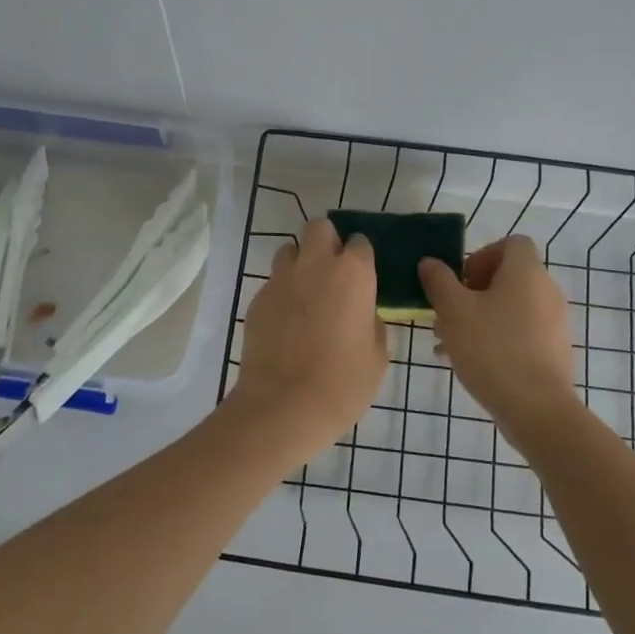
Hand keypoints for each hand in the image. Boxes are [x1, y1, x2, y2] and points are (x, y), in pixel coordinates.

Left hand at [231, 217, 387, 459]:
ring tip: (306, 294)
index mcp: (353, 273)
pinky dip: (282, 293)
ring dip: (300, 263)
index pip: (360, 242)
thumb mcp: (377, 356)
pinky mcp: (257, 299)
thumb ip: (372, 323)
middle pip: (318, 228)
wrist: (283, 406)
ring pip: (290, 251)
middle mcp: (315, 265)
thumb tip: (364, 313)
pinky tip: (286, 322)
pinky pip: (273, 283)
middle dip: (326, 241)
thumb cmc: (343, 383)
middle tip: (333, 272)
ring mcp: (281, 279)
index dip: (361, 257)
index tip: (363, 276)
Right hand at [419, 236, 576, 434]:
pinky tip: (471, 362)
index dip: (483, 254)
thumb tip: (430, 262)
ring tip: (450, 342)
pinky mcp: (555, 350)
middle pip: (508, 277)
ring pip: (512, 307)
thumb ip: (439, 281)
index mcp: (526, 273)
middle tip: (447, 313)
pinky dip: (498, 337)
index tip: (461, 280)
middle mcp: (546, 291)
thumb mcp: (453, 311)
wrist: (536, 408)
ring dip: (481, 316)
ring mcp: (555, 322)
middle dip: (473, 291)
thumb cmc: (491, 349)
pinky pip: (522, 331)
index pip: (511, 243)